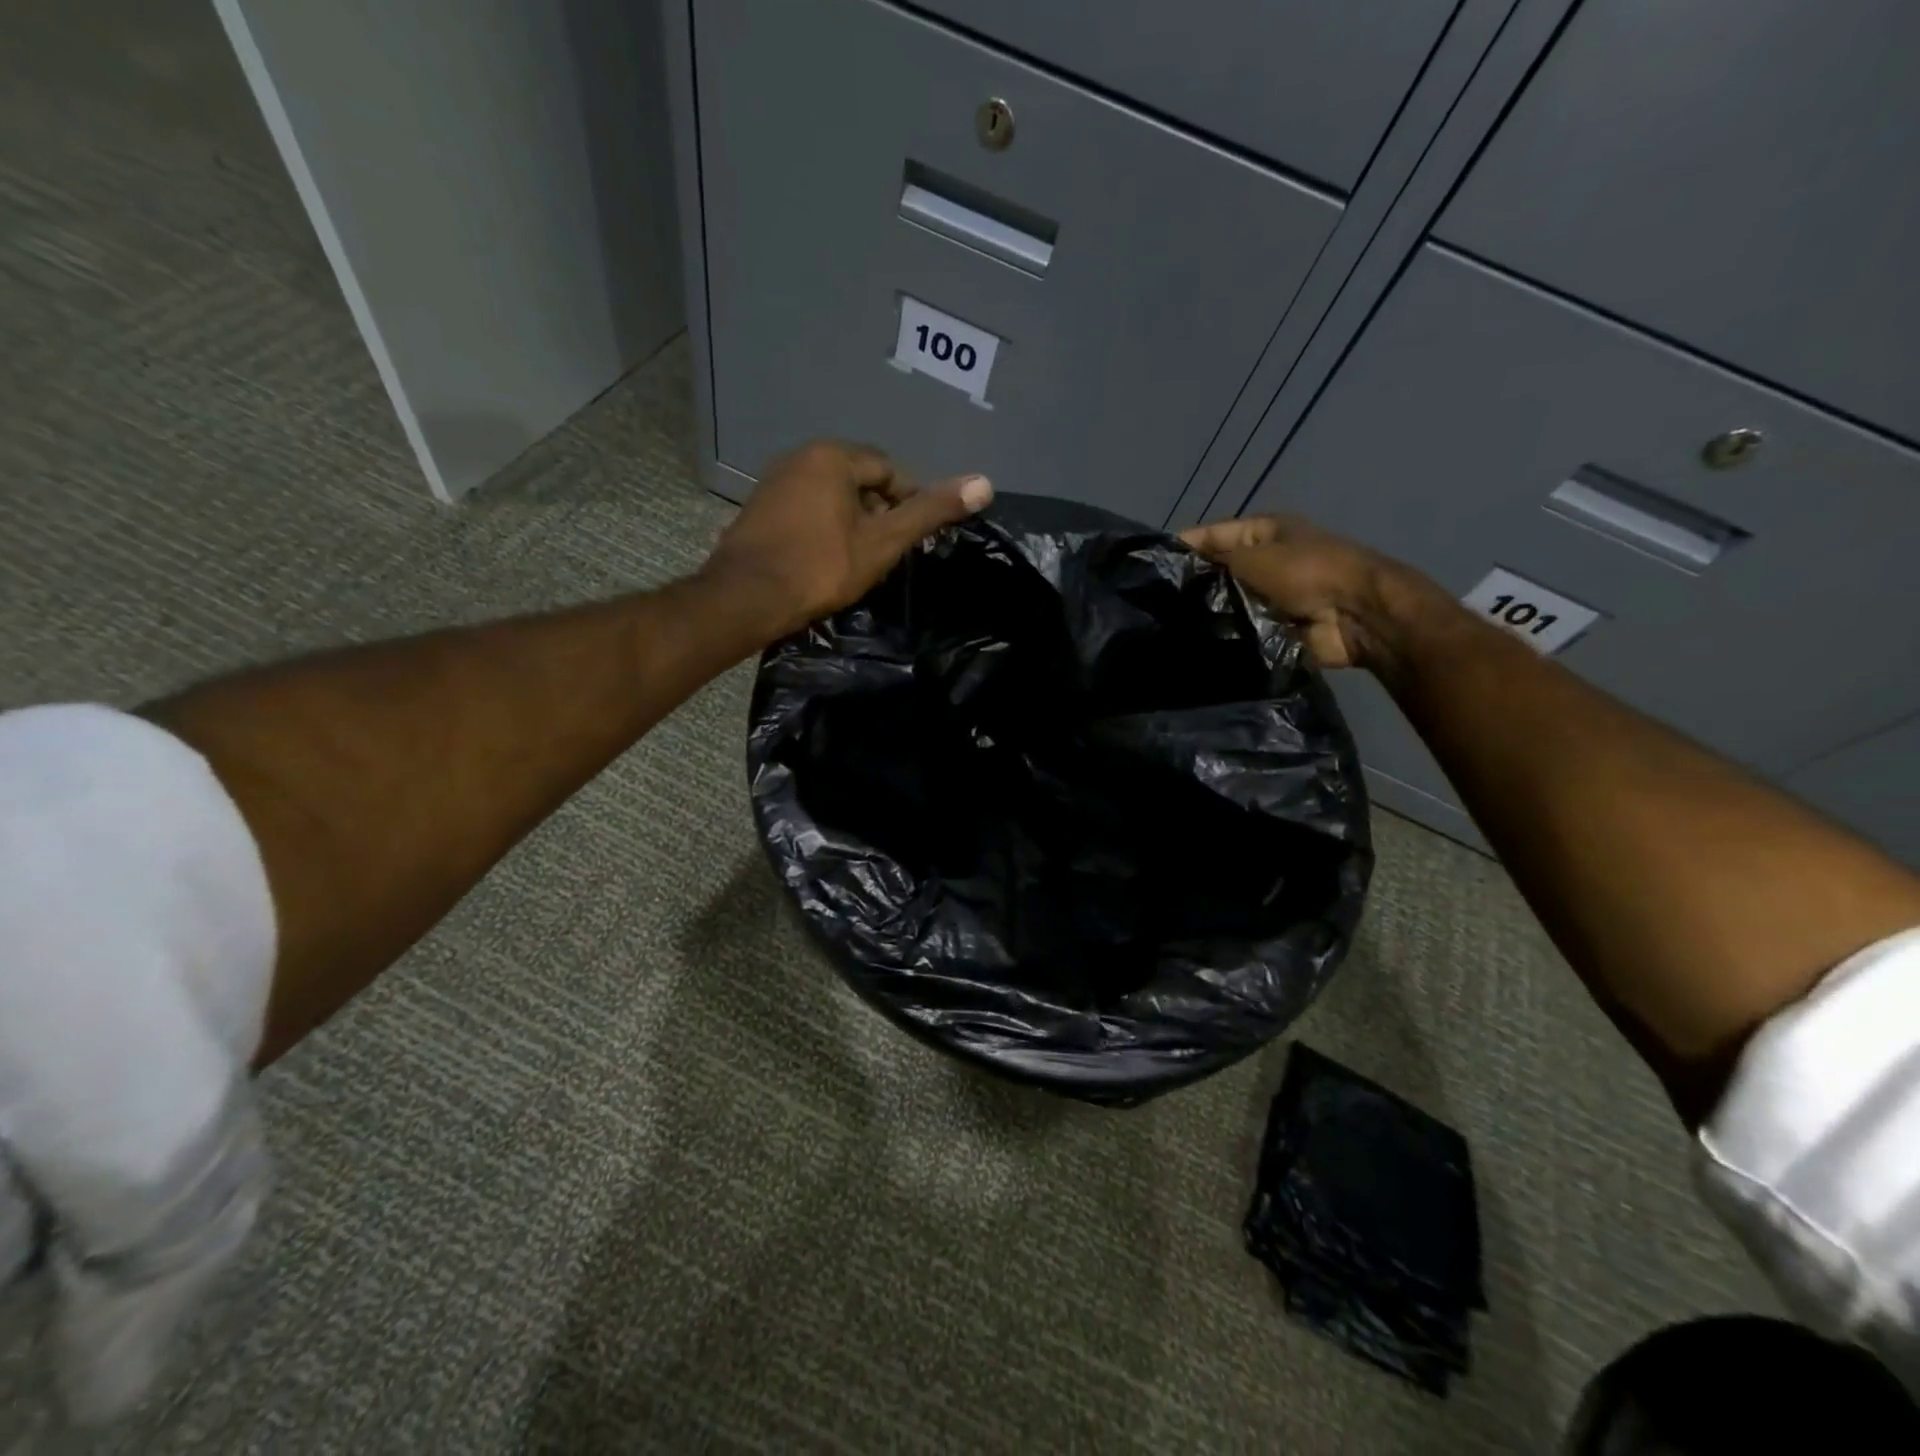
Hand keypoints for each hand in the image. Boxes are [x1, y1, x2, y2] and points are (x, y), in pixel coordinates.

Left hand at [702, 441, 992, 639]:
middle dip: (880, 513)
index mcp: (833, 456)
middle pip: (859, 481)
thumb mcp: (884, 542)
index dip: (910, 502)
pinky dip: (824, 529)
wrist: (747, 597)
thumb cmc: (822, 568)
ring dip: (852, 523)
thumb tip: (985, 483)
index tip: (914, 538)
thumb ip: (930, 512)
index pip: (889, 470)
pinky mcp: (758, 509)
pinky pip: (805, 510)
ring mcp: (774, 482)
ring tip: (860, 561)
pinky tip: (825, 561)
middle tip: (888, 553)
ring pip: (831, 497)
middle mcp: (800, 457)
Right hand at [1180, 514, 1443, 672]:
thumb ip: (1215, 561)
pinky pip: (1238, 632)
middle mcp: (1263, 562)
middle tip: (1154, 604)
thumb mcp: (1255, 556)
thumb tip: (1178, 569)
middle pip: (1216, 573)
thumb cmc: (1308, 572)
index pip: (1210, 536)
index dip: (1181, 548)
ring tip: (1168, 627)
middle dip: (1191, 587)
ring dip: (1206, 615)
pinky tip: (1195, 645)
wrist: (1356, 616)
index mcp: (1262, 533)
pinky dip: (1223, 638)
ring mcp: (1267, 598)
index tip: (1147, 568)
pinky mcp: (1270, 629)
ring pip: (1224, 605)